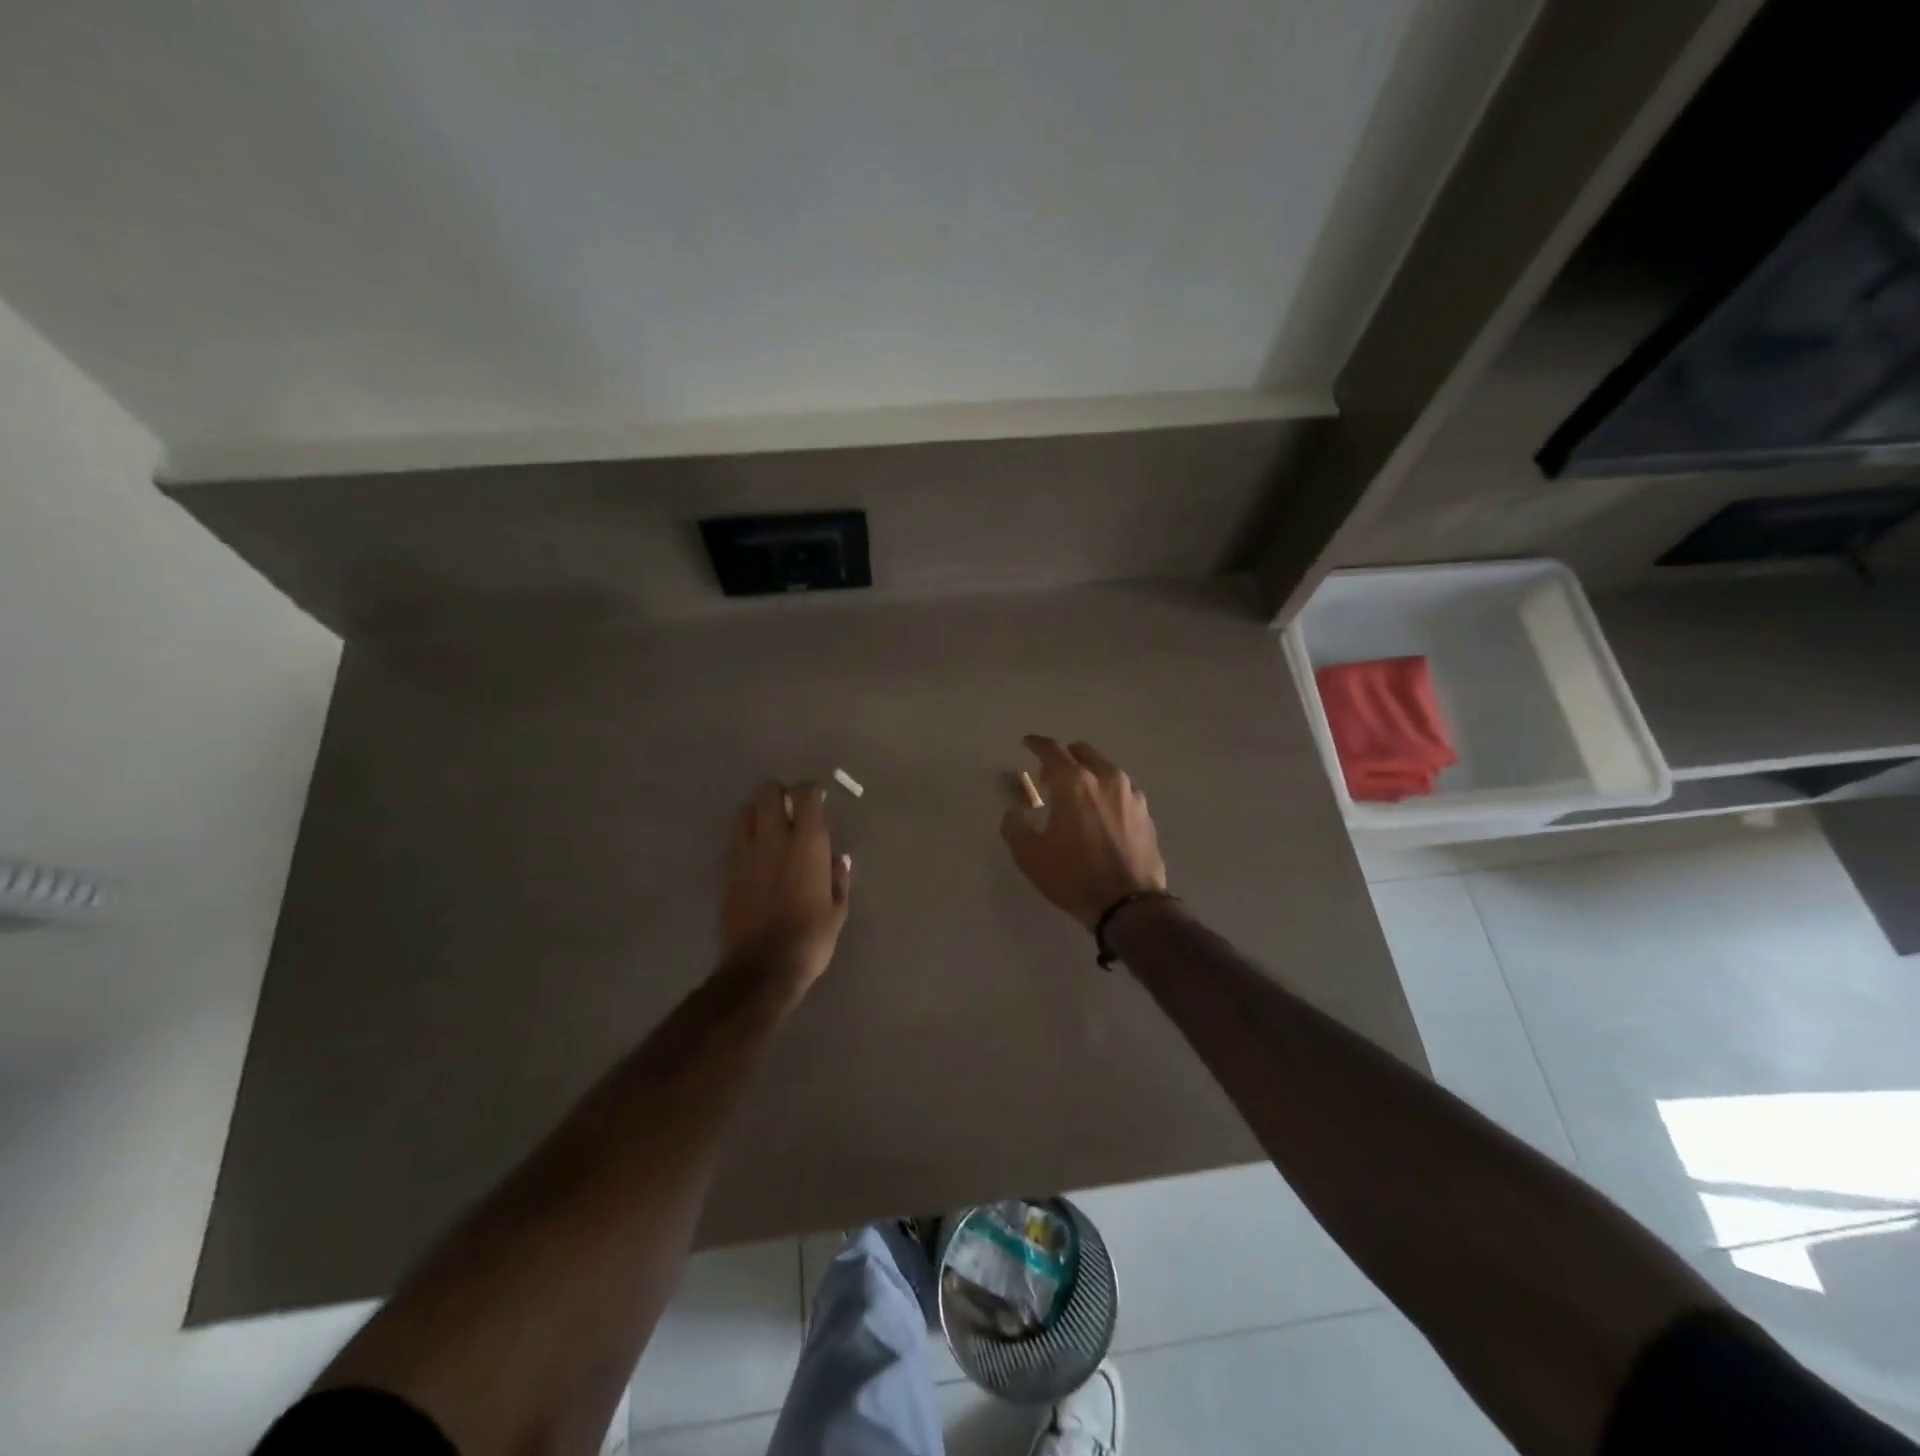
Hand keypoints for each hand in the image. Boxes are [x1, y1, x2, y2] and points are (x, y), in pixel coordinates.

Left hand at [721, 781, 851, 994]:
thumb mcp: (837, 910)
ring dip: (758, 812)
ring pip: (745, 810)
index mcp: (808, 843)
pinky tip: (756, 854)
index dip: (811, 791)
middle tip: (791, 809)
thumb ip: (838, 879)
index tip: (818, 800)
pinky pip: (735, 839)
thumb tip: (838, 859)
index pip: (805, 794)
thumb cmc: (810, 938)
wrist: (762, 967)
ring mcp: (746, 853)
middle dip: (779, 793)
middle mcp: (774, 838)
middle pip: (768, 791)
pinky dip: (745, 836)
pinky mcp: (728, 871)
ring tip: (770, 829)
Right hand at [1000, 736, 1167, 929]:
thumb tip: (1014, 813)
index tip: (1027, 743)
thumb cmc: (1074, 876)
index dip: (1036, 744)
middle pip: (1082, 752)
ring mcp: (1131, 794)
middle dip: (1064, 758)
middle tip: (1050, 777)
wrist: (1129, 905)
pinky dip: (1106, 793)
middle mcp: (1106, 778)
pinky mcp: (1145, 814)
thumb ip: (1015, 827)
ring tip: (1077, 798)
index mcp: (1075, 782)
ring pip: (1105, 770)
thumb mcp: (1030, 856)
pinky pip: (1121, 791)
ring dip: (1088, 775)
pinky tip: (1101, 815)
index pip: (1052, 750)